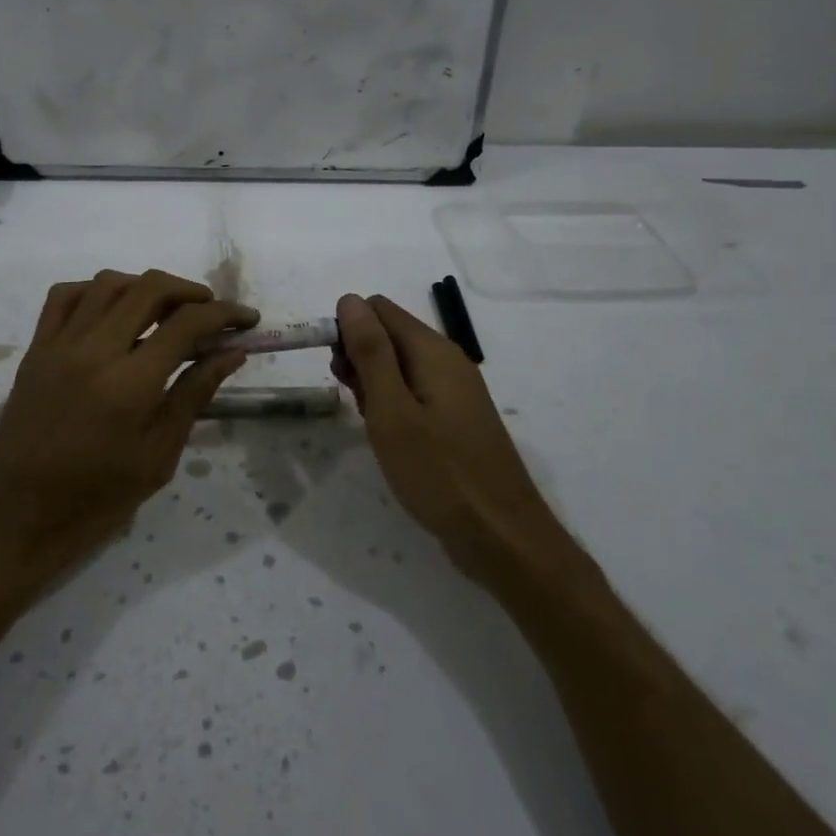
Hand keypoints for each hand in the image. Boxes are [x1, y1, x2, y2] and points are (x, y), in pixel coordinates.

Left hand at [0, 270, 255, 596]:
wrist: (16, 518)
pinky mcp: (35, 350)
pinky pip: (65, 297)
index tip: (247, 320)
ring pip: (108, 284)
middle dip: (190, 292)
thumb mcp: (158, 457)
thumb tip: (232, 352)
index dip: (225, 314)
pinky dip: (96, 291)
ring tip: (166, 311)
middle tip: (212, 312)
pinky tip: (114, 311)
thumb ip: (194, 395)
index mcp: (129, 385)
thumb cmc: (95, 500)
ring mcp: (58, 345)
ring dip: (145, 287)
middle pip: (149, 289)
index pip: (186, 324)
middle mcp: (93, 351)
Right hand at [333, 293, 566, 578]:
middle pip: (389, 335)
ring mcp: (455, 391)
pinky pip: (414, 392)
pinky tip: (386, 434)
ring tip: (368, 422)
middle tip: (350, 400)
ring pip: (399, 365)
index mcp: (433, 351)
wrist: (500, 536)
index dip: (348, 329)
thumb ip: (370, 352)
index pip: (378, 309)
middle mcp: (447, 361)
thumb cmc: (439, 472)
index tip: (335, 369)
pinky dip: (392, 404)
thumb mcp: (392, 410)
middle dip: (358, 357)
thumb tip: (350, 299)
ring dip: (372, 383)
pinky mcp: (455, 418)